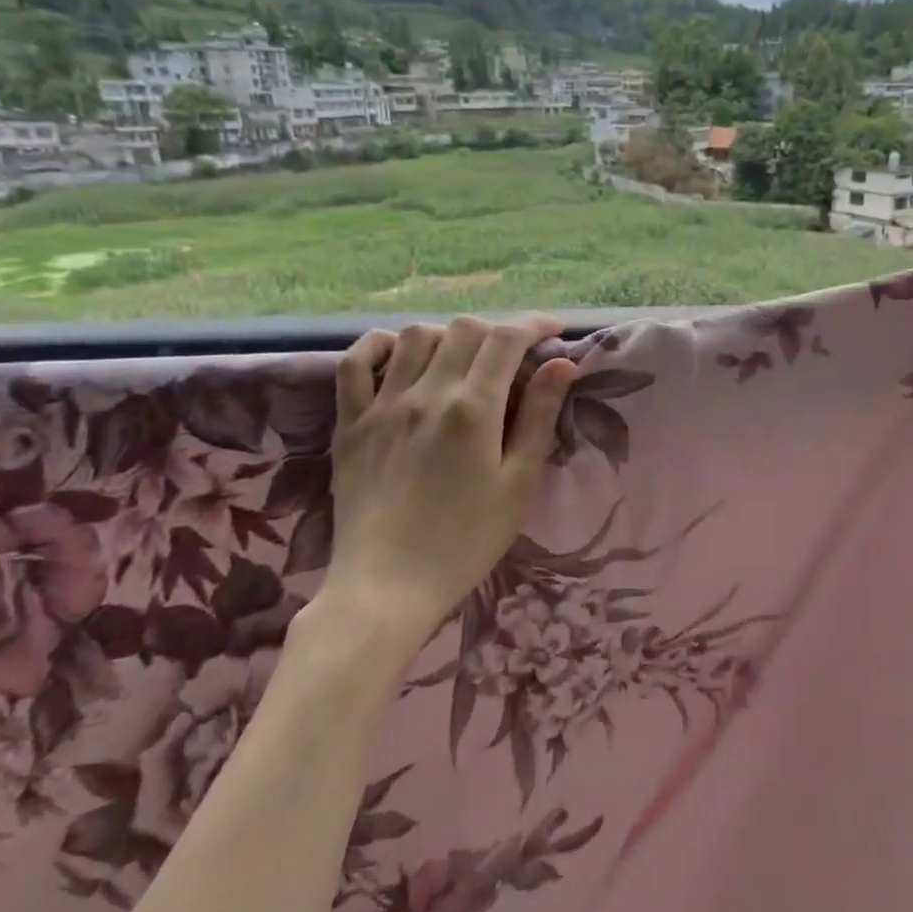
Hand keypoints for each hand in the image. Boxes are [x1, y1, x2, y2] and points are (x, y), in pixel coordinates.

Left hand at [320, 315, 578, 648]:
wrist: (388, 586)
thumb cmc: (466, 540)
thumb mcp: (519, 483)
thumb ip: (539, 417)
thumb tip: (562, 364)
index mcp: (472, 409)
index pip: (506, 340)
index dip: (534, 324)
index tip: (554, 331)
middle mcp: (426, 393)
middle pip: (464, 330)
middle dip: (497, 331)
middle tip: (513, 356)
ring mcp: (382, 405)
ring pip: (414, 336)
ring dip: (447, 335)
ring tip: (463, 358)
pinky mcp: (349, 423)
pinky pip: (354, 364)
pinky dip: (377, 346)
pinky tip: (396, 354)